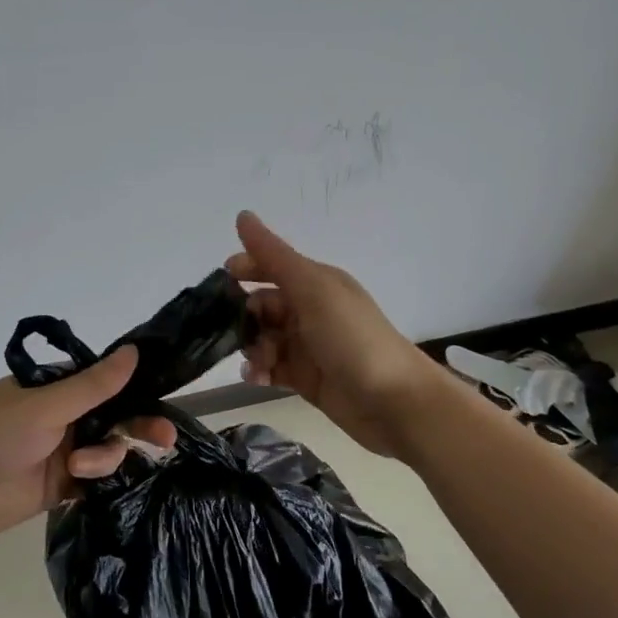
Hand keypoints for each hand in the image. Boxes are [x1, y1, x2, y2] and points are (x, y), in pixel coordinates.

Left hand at [0, 346, 176, 544]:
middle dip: (138, 426)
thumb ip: (92, 386)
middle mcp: (65, 416)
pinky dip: (101, 480)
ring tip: (81, 468)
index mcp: (58, 387)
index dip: (137, 389)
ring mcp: (63, 451)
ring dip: (105, 458)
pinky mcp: (60, 486)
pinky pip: (96, 480)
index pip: (108, 382)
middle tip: (165, 439)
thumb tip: (134, 351)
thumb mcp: (44, 406)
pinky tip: (91, 482)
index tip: (165, 398)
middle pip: (115, 417)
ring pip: (108, 450)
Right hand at [226, 210, 443, 456]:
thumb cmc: (353, 338)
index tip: (222, 282)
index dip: (246, 268)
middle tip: (239, 333)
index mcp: (316, 283)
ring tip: (258, 362)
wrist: (395, 402)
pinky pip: (271, 368)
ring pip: (263, 338)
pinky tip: (256, 378)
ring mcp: (307, 346)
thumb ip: (274, 256)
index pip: (272, 266)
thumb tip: (242, 214)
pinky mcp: (305, 378)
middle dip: (245, 316)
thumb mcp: (313, 289)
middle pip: (262, 305)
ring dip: (251, 347)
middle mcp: (310, 310)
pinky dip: (259, 371)